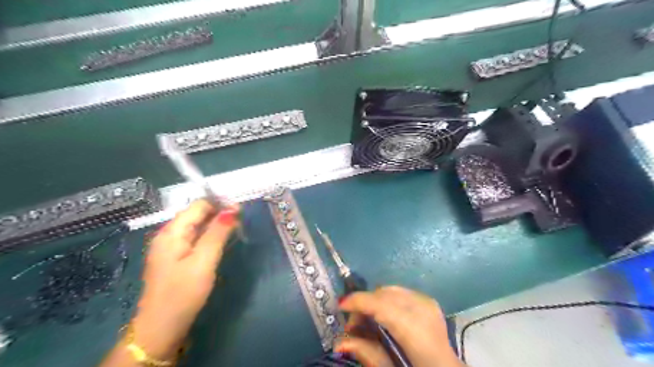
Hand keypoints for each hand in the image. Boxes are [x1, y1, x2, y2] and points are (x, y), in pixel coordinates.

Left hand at [130, 200, 239, 359]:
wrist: (161, 329)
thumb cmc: (183, 293)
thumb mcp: (204, 261)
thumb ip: (217, 233)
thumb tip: (233, 208)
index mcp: (172, 232)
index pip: (199, 205)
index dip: (220, 204)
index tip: (241, 211)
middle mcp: (169, 234)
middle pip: (197, 214)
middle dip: (219, 213)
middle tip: (241, 221)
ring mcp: (171, 247)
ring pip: (197, 227)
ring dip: (216, 225)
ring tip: (235, 229)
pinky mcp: (176, 258)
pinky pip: (195, 238)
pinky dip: (210, 236)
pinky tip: (221, 241)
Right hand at [336, 286, 464, 366]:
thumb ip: (368, 354)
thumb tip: (339, 343)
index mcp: (418, 333)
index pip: (383, 306)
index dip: (359, 301)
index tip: (340, 305)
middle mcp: (425, 311)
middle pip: (385, 294)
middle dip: (364, 303)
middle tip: (353, 325)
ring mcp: (428, 303)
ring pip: (391, 290)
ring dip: (374, 301)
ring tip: (367, 320)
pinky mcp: (429, 301)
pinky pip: (400, 292)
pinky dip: (386, 300)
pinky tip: (382, 315)